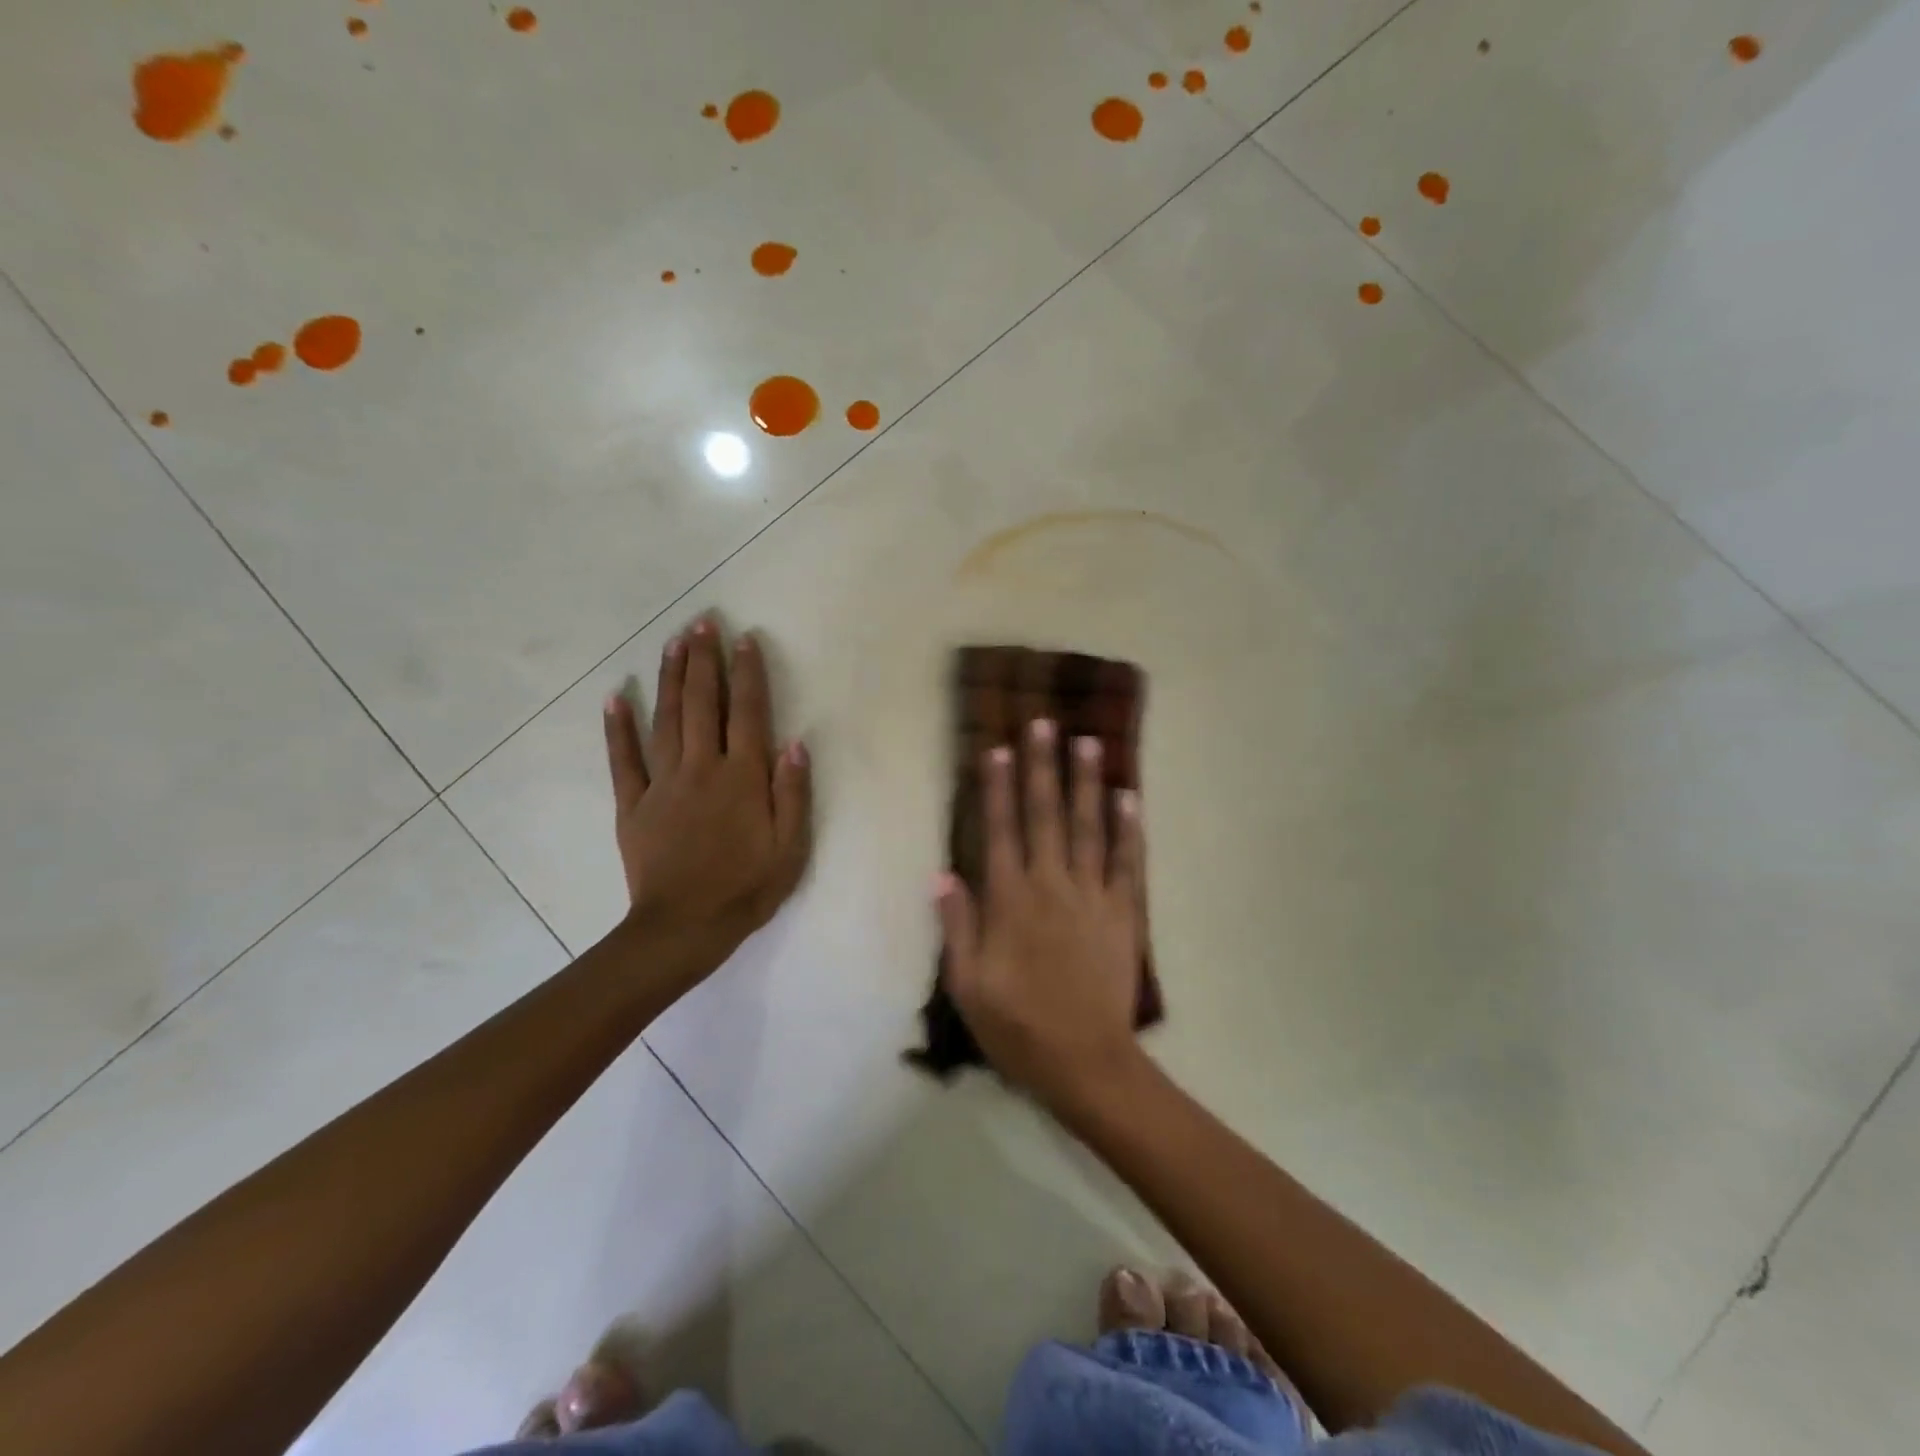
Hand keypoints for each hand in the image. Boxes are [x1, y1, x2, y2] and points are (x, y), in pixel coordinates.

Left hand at [603, 619, 812, 971]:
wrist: (684, 928)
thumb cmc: (747, 888)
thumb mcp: (790, 848)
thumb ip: (793, 793)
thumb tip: (794, 744)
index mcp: (742, 778)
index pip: (747, 713)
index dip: (747, 673)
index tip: (744, 639)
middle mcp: (702, 768)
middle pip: (702, 704)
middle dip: (703, 660)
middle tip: (702, 622)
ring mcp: (663, 784)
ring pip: (665, 720)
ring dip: (669, 678)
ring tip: (673, 642)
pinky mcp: (633, 804)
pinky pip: (623, 760)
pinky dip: (617, 727)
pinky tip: (615, 697)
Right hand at [936, 718, 1147, 1112]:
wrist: (1086, 1062)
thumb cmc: (1017, 1026)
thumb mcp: (967, 984)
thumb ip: (956, 925)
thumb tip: (942, 874)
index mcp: (1009, 900)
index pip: (1000, 830)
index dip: (997, 788)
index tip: (997, 749)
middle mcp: (1050, 885)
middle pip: (1045, 815)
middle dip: (1042, 766)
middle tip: (1044, 723)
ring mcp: (1092, 896)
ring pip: (1088, 828)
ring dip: (1087, 783)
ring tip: (1088, 742)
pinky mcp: (1124, 913)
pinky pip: (1128, 863)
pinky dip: (1130, 829)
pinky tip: (1129, 798)